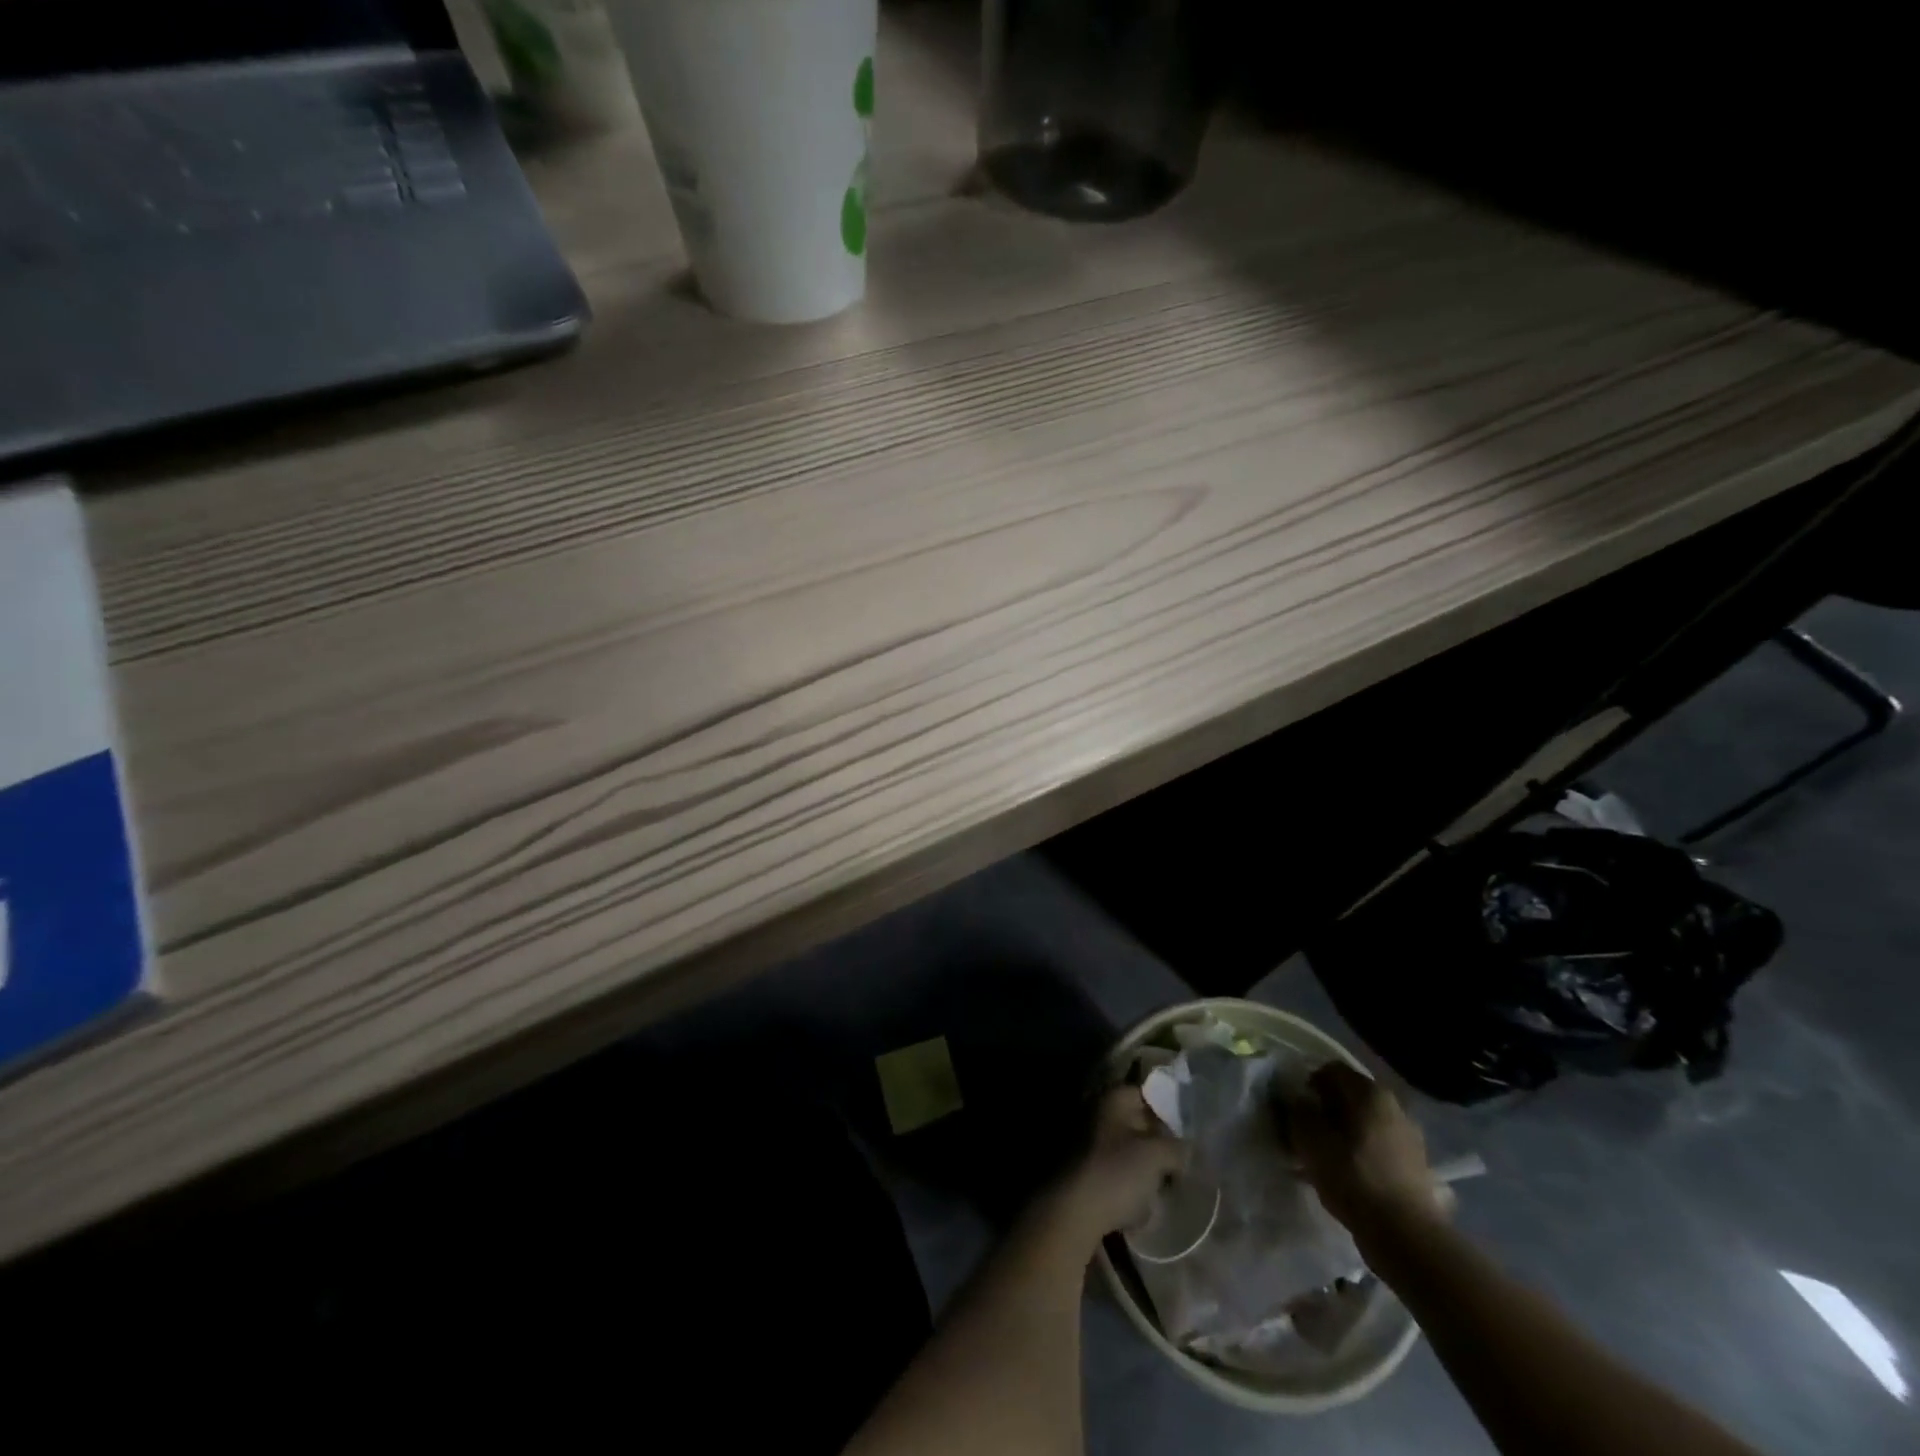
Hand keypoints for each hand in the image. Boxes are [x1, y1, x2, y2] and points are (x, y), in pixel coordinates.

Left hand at [1044, 1085, 1185, 1250]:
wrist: (1072, 1210)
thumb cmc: (1116, 1172)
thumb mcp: (1156, 1156)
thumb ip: (1176, 1147)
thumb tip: (1186, 1148)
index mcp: (1112, 1098)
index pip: (1145, 1094)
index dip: (1168, 1111)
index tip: (1186, 1134)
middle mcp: (1095, 1110)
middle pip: (1135, 1121)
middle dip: (1157, 1141)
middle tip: (1179, 1163)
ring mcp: (1084, 1139)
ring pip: (1124, 1147)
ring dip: (1143, 1165)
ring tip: (1163, 1186)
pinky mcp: (1080, 1168)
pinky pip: (1112, 1168)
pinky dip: (1127, 1181)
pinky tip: (1140, 1203)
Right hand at [1284, 1063, 1445, 1242]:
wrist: (1407, 1236)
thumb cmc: (1354, 1178)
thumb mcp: (1311, 1142)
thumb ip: (1299, 1112)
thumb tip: (1298, 1099)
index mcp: (1370, 1092)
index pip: (1331, 1070)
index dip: (1308, 1083)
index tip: (1296, 1107)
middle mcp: (1394, 1106)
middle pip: (1351, 1096)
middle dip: (1327, 1109)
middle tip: (1308, 1132)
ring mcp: (1410, 1136)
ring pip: (1365, 1122)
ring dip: (1345, 1132)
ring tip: (1326, 1156)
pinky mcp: (1416, 1165)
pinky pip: (1379, 1146)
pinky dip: (1362, 1152)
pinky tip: (1349, 1174)